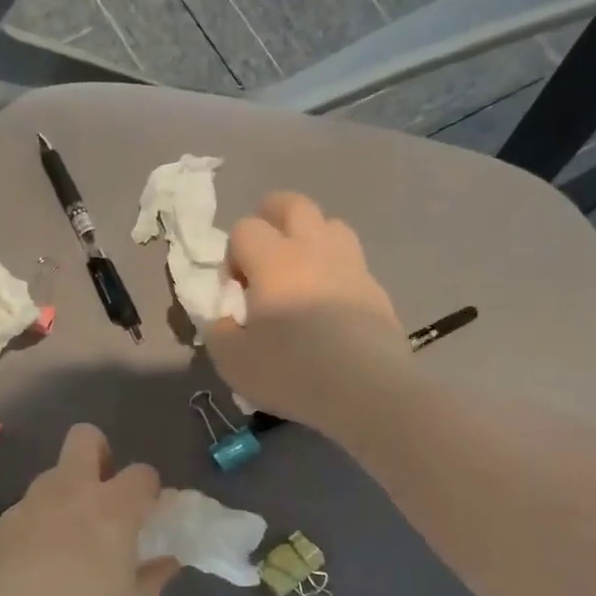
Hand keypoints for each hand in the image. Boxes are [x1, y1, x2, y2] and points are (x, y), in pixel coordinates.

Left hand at [0, 425, 177, 595]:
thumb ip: (155, 577)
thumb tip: (168, 560)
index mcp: (112, 509)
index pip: (142, 472)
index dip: (149, 488)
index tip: (147, 513)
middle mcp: (71, 492)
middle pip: (86, 438)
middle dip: (100, 453)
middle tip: (104, 493)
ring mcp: (31, 504)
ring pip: (53, 474)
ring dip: (67, 493)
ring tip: (68, 537)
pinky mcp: (2, 523)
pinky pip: (28, 509)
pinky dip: (38, 523)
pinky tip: (35, 562)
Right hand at [207, 192, 402, 426]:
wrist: (367, 391)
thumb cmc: (291, 371)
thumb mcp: (232, 360)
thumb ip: (218, 330)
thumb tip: (225, 318)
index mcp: (274, 260)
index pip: (245, 228)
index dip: (233, 254)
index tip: (236, 289)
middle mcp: (314, 249)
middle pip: (293, 205)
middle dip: (271, 216)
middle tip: (262, 254)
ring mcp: (351, 266)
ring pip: (331, 225)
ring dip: (309, 237)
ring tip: (299, 273)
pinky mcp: (376, 289)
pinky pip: (351, 262)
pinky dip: (335, 270)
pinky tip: (329, 305)